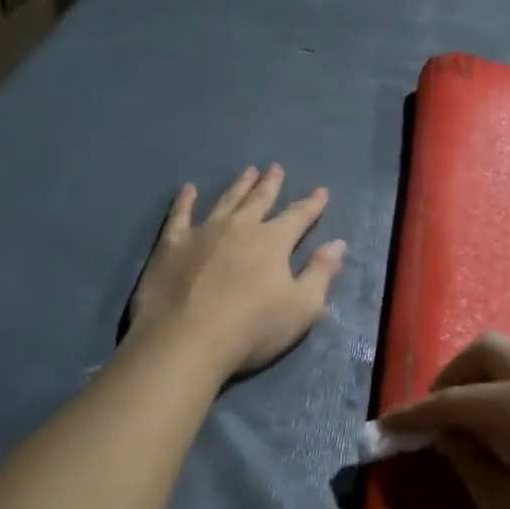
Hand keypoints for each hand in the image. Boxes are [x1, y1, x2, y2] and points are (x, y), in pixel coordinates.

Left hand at [129, 165, 346, 377]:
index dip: (312, 204)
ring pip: (225, 201)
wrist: (187, 341)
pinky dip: (185, 201)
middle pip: (259, 200)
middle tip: (276, 167)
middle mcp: (239, 227)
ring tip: (247, 171)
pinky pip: (180, 215)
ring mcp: (203, 233)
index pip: (298, 216)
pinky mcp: (172, 245)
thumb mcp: (302, 307)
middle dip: (271, 184)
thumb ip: (321, 273)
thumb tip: (337, 244)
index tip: (321, 191)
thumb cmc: (252, 329)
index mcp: (273, 242)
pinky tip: (188, 189)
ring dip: (238, 186)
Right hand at [379, 333, 509, 508]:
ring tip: (469, 424)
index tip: (386, 426)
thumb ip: (468, 462)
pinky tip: (507, 429)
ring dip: (483, 378)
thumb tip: (448, 436)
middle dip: (452, 376)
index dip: (415, 415)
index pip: (453, 400)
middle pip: (487, 350)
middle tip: (436, 417)